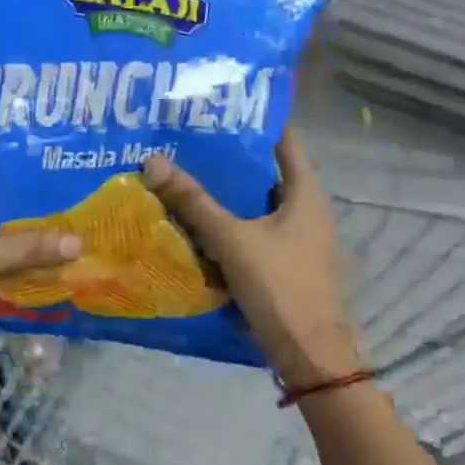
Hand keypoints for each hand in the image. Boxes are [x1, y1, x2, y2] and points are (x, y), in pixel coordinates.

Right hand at [142, 132, 363, 389]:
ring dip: (227, 195)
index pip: (283, 140)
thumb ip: (195, 203)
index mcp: (306, 193)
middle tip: (186, 143)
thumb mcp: (233, 240)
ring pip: (257, 206)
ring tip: (184, 177)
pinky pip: (255, 233)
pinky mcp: (287, 265)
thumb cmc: (281, 288)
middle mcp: (308, 210)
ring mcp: (299, 240)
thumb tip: (154, 161)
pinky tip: (198, 226)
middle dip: (228, 159)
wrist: (311, 356)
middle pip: (266, 173)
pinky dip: (231, 225)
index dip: (252, 122)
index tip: (215, 109)